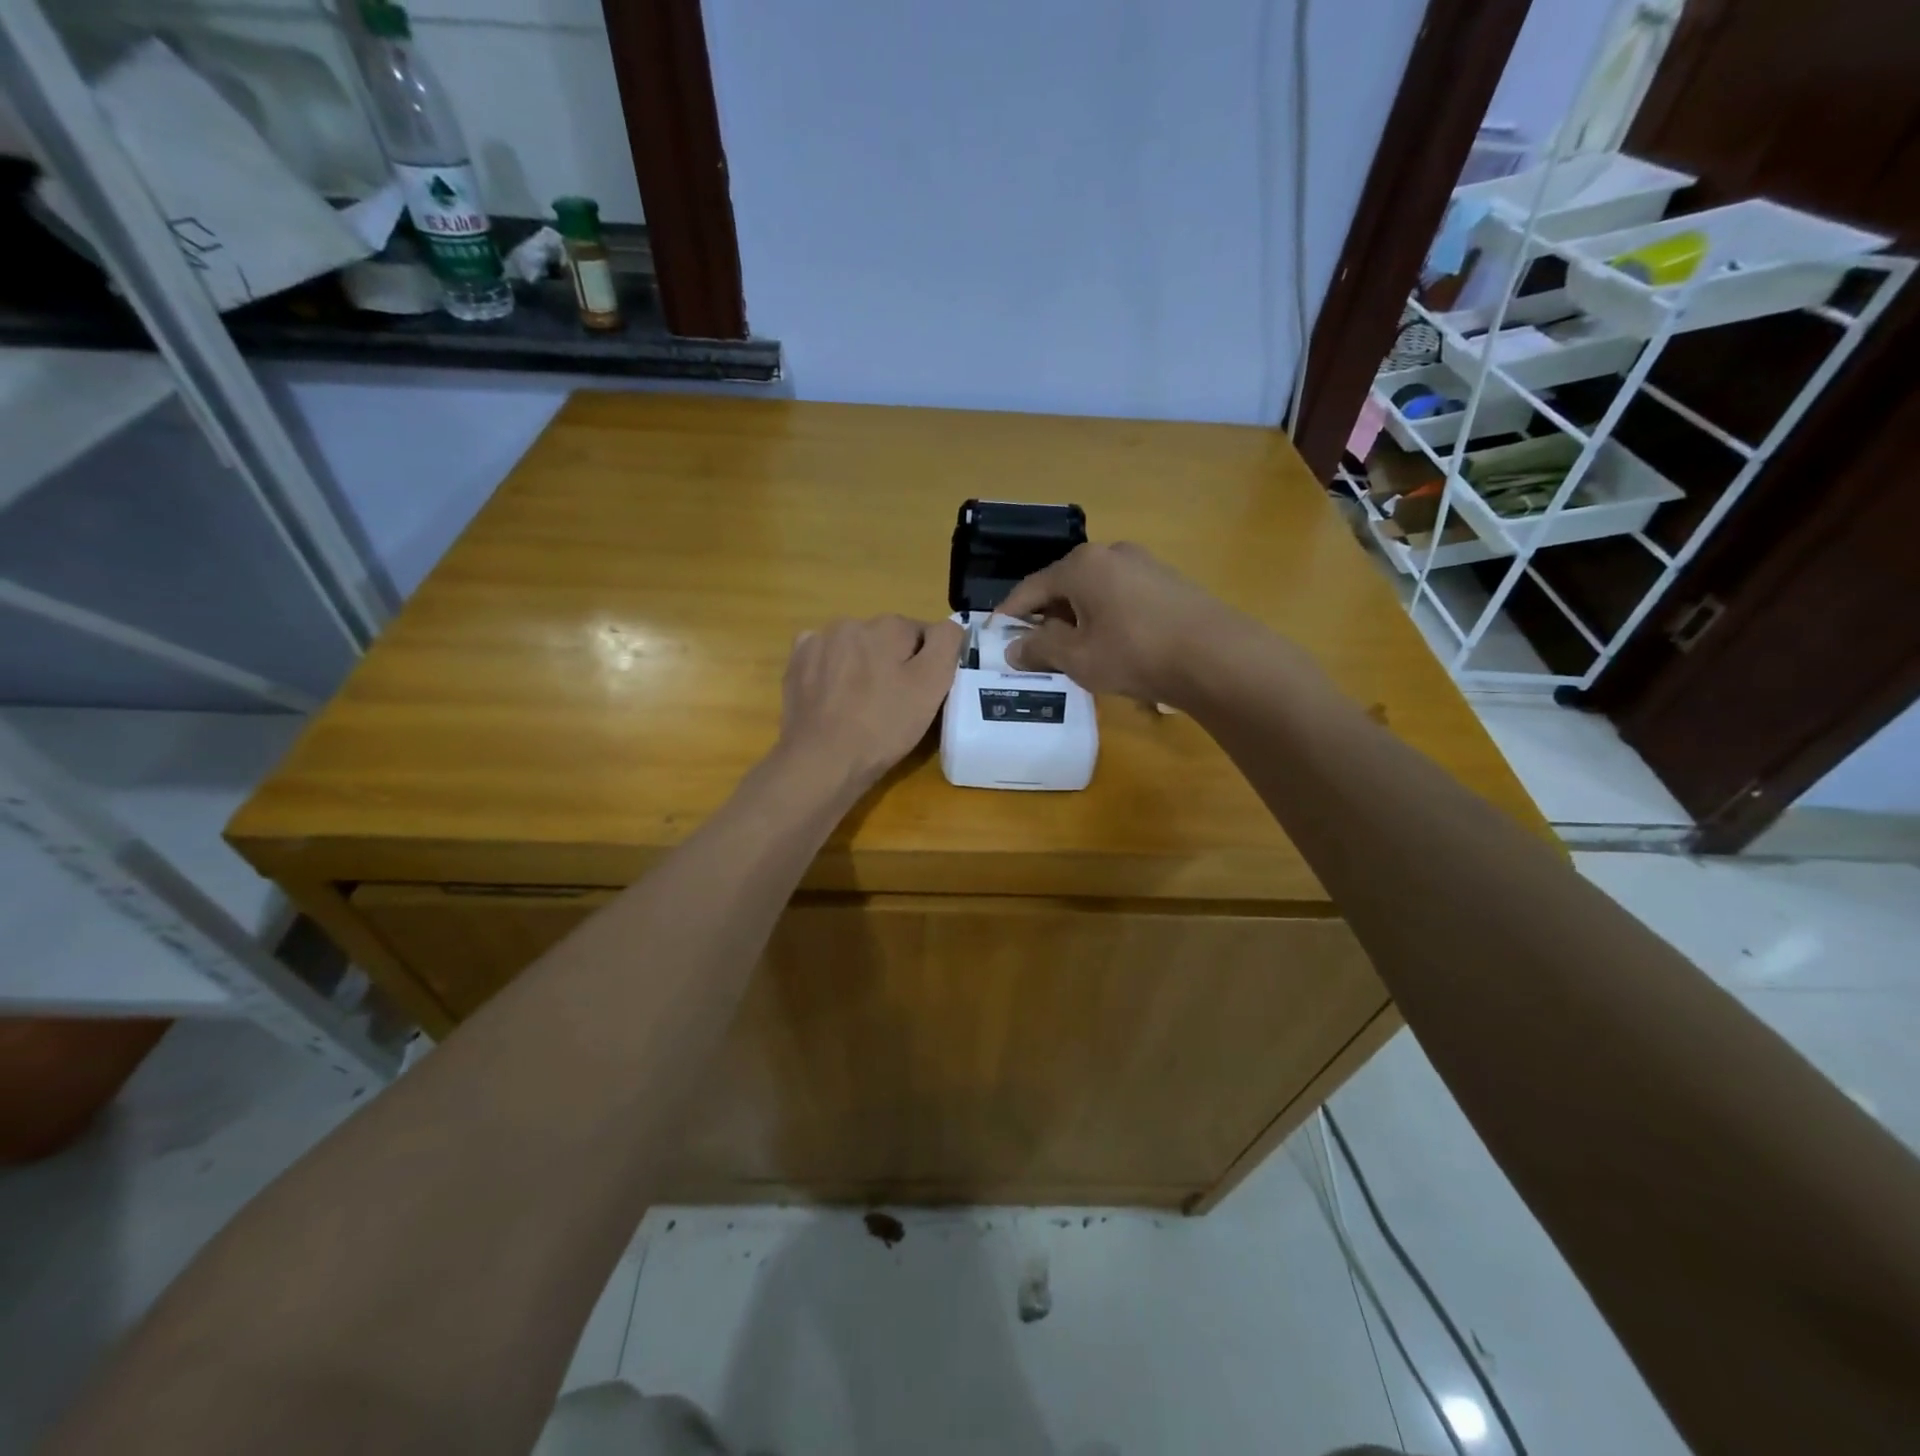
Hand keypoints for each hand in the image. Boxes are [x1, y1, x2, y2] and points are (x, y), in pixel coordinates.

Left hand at [778, 615, 964, 791]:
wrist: (823, 760)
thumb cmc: (884, 726)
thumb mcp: (931, 686)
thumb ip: (946, 643)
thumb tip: (949, 625)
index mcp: (888, 625)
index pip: (922, 634)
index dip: (927, 665)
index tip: (921, 694)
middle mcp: (851, 623)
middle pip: (886, 639)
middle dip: (893, 663)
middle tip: (894, 704)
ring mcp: (818, 641)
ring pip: (855, 648)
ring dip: (862, 666)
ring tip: (862, 705)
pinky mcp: (796, 663)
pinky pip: (824, 659)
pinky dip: (832, 672)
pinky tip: (835, 698)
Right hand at [1000, 542, 1242, 703]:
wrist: (1216, 656)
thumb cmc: (1135, 654)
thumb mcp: (1077, 657)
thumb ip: (1040, 649)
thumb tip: (1013, 647)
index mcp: (1081, 566)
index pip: (1031, 588)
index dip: (1010, 613)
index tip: (995, 634)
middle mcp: (1110, 553)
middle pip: (1063, 584)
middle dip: (1044, 615)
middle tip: (1032, 646)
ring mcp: (1143, 564)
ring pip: (1093, 590)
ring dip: (1076, 616)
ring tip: (1070, 648)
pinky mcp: (1167, 581)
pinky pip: (1120, 595)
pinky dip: (1103, 615)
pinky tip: (1109, 642)